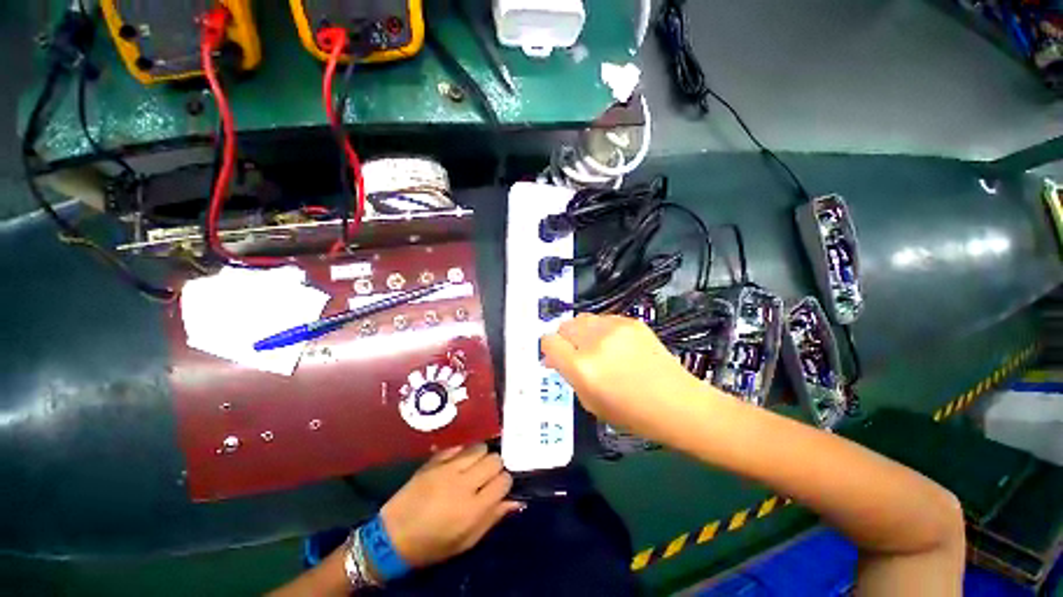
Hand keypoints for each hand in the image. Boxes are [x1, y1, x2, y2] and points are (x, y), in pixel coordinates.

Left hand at [380, 444, 522, 570]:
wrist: (392, 536)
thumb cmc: (432, 545)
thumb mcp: (466, 542)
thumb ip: (493, 518)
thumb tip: (516, 500)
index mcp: (473, 509)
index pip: (504, 480)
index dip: (504, 483)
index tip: (498, 487)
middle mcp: (463, 484)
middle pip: (494, 459)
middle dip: (495, 467)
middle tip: (486, 477)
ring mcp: (447, 468)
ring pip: (479, 447)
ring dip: (481, 456)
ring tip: (473, 467)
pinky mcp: (434, 460)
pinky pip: (459, 446)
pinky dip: (463, 453)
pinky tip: (458, 462)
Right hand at [541, 314, 701, 438]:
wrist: (679, 404)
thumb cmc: (632, 414)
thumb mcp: (590, 403)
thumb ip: (568, 376)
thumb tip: (552, 359)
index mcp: (582, 367)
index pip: (549, 341)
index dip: (549, 349)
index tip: (555, 358)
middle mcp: (595, 341)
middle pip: (565, 326)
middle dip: (565, 339)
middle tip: (576, 354)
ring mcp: (615, 327)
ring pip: (583, 319)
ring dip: (582, 332)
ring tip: (596, 348)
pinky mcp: (631, 321)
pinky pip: (604, 319)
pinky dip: (601, 330)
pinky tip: (616, 345)